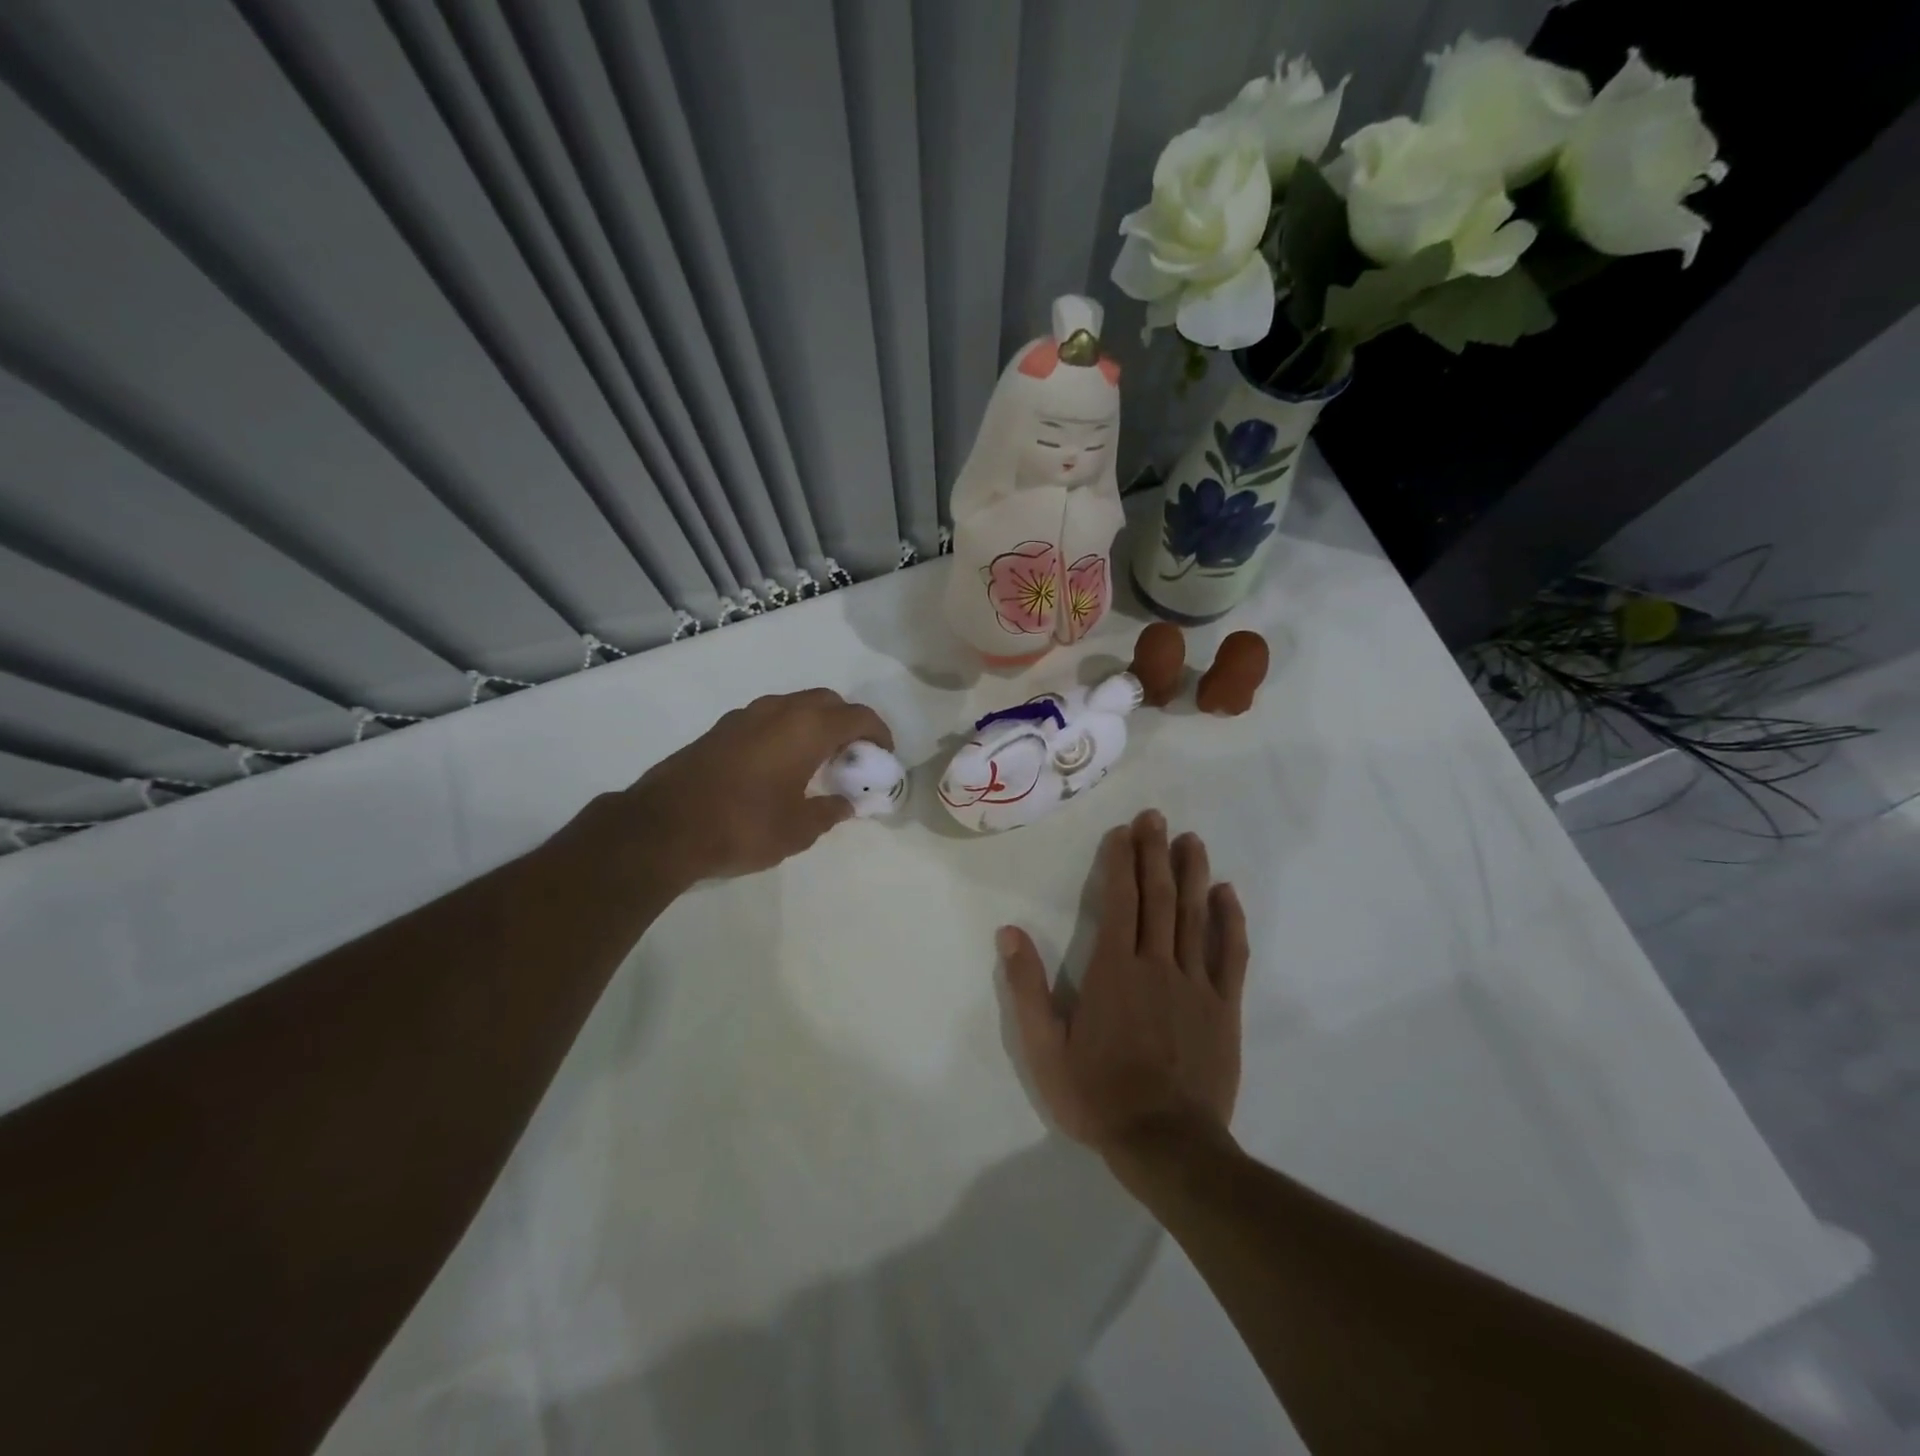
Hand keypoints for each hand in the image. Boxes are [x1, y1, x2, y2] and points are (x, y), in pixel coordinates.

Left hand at [626, 689, 892, 882]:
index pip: (858, 716)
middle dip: (847, 722)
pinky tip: (780, 764)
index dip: (878, 733)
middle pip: (827, 701)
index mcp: (807, 729)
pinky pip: (768, 718)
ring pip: (794, 705)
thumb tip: (845, 804)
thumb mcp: (798, 830)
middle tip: (852, 754)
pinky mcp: (722, 728)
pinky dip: (786, 730)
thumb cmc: (744, 826)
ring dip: (814, 724)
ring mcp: (746, 716)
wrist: (664, 826)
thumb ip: (829, 812)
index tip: (883, 755)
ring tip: (817, 759)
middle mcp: (779, 711)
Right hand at [1001, 810, 1247, 1170]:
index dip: (1121, 862)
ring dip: (1192, 874)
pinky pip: (1231, 955)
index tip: (1124, 831)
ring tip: (1191, 840)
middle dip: (1155, 853)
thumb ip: (1026, 988)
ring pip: (1195, 916)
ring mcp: (1195, 984)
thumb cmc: (1098, 1095)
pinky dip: (1230, 921)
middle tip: (1157, 817)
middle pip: (1157, 897)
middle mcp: (1156, 964)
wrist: (1166, 1144)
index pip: (1118, 901)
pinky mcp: (1224, 1008)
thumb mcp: (1045, 1048)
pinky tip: (1227, 894)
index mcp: (1113, 970)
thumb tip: (1009, 932)